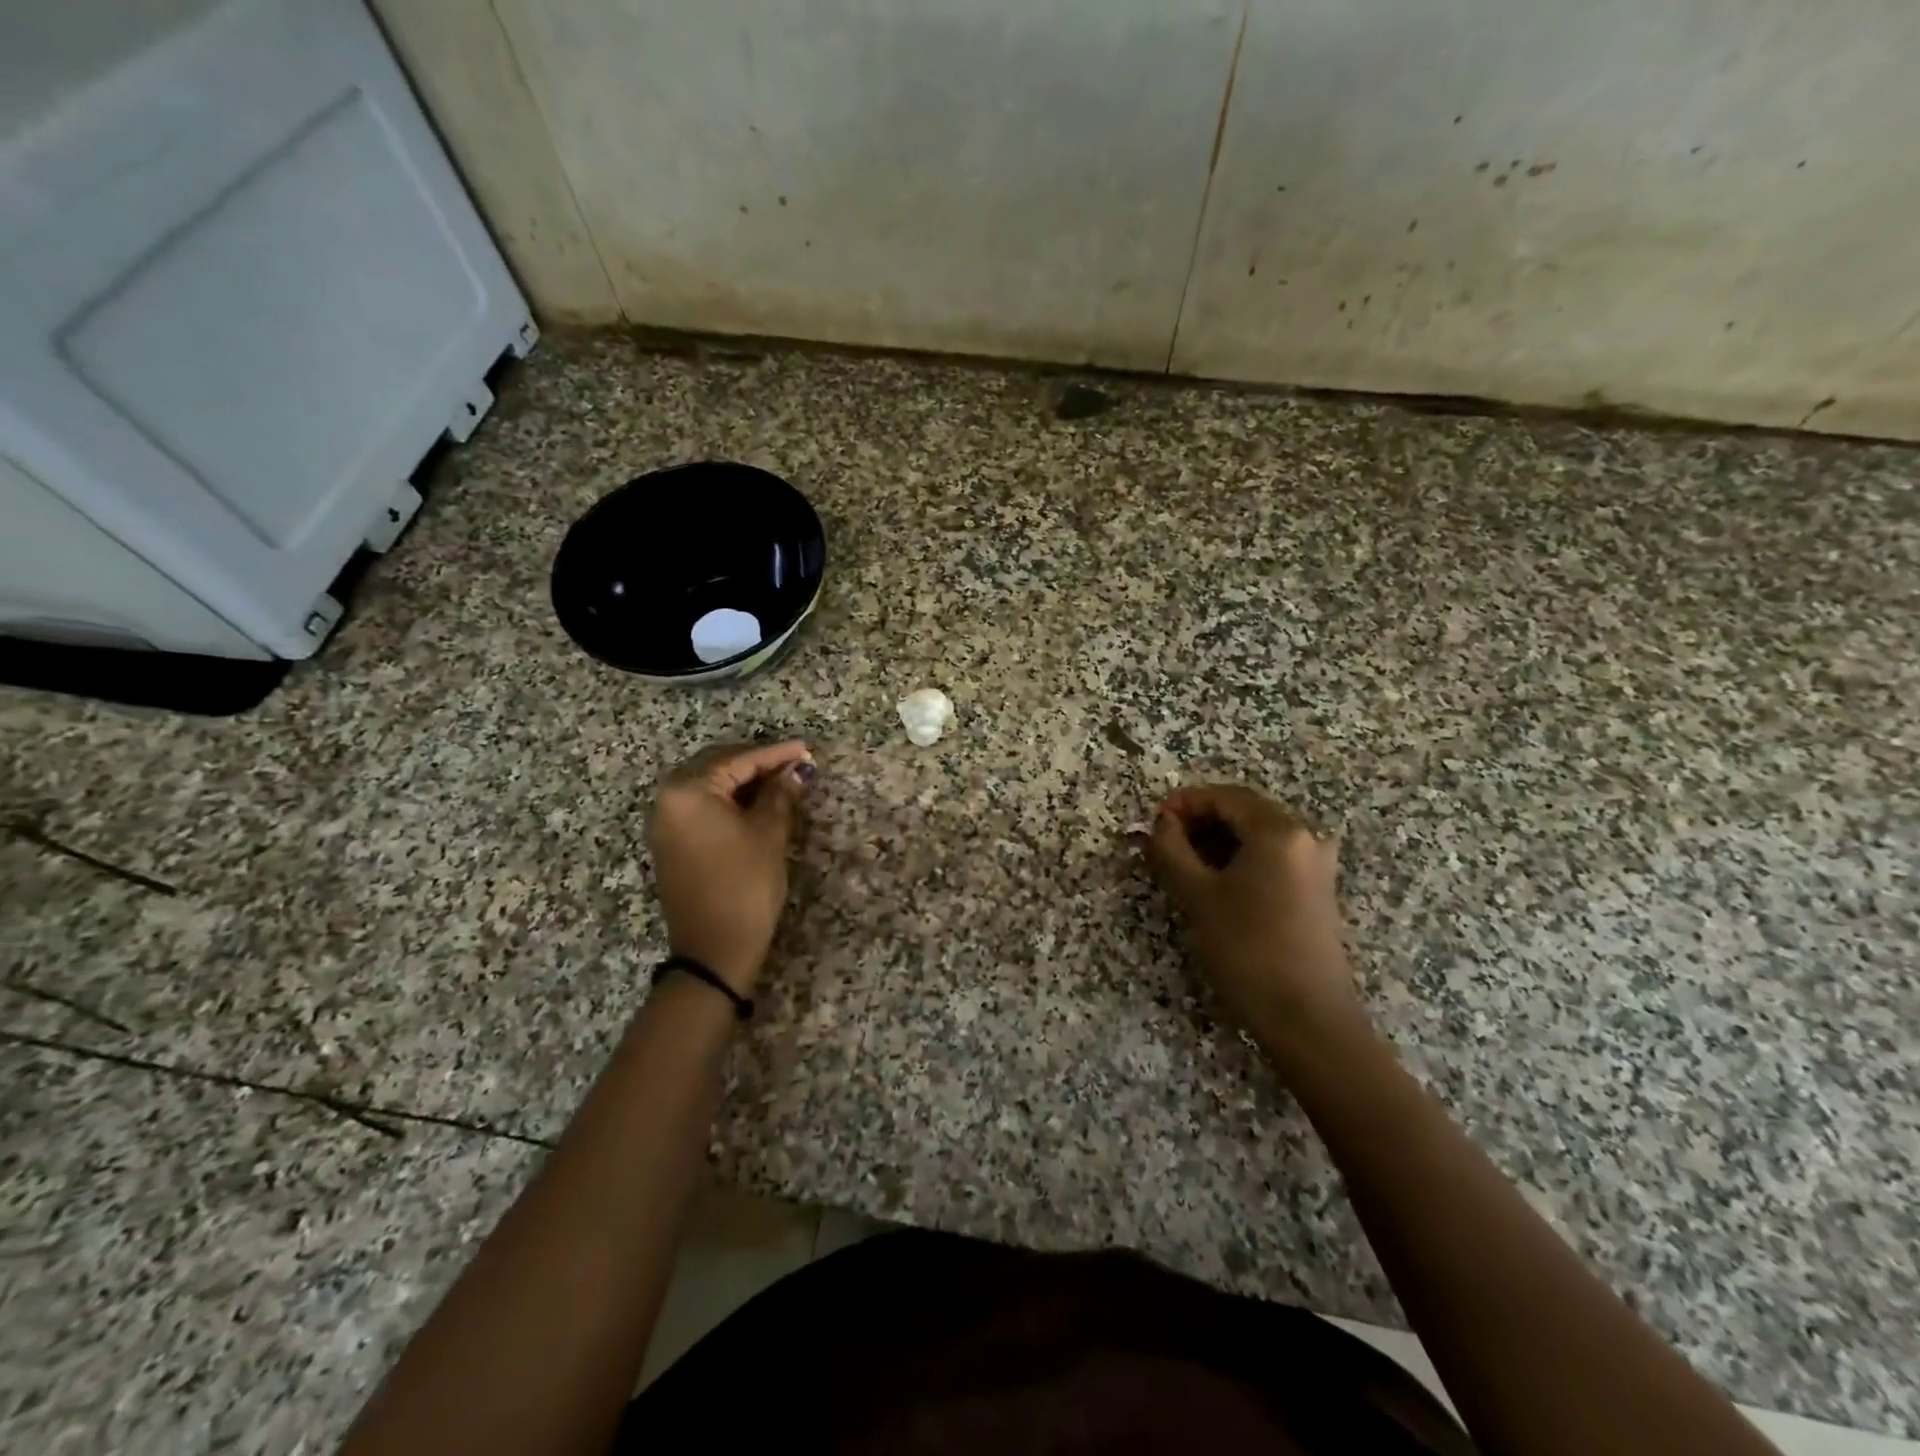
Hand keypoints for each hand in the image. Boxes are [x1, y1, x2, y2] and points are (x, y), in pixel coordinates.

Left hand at [649, 741, 814, 993]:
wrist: (713, 950)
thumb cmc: (744, 885)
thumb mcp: (769, 834)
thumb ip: (781, 794)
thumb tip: (796, 770)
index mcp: (687, 790)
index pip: (738, 760)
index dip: (776, 754)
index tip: (806, 748)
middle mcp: (667, 799)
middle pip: (718, 766)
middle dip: (757, 763)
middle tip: (795, 764)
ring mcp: (665, 822)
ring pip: (709, 786)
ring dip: (744, 781)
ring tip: (782, 781)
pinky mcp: (671, 843)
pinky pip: (702, 806)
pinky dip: (729, 800)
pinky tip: (757, 803)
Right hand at [1143, 784, 1368, 1052]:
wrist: (1307, 1018)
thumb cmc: (1247, 949)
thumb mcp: (1197, 895)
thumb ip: (1171, 850)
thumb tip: (1160, 823)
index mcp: (1279, 830)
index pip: (1225, 796)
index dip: (1184, 803)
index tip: (1153, 823)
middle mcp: (1305, 837)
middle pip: (1244, 812)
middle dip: (1200, 822)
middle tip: (1163, 845)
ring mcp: (1315, 865)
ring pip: (1257, 836)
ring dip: (1217, 842)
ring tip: (1182, 867)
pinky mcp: (1316, 890)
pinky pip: (1272, 858)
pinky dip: (1239, 860)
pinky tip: (1215, 885)